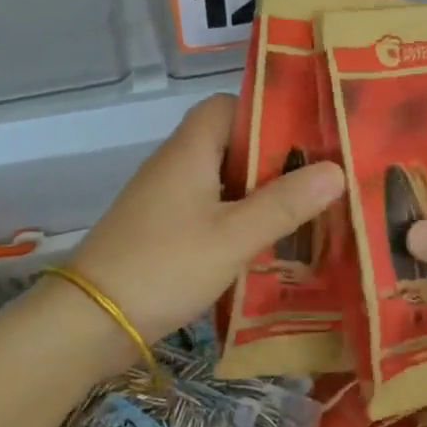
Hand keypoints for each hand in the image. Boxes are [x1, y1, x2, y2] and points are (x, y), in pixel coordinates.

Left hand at [71, 93, 344, 345]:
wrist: (90, 320)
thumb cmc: (166, 265)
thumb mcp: (234, 236)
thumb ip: (285, 204)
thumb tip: (336, 169)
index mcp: (190, 150)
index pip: (226, 106)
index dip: (265, 111)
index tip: (306, 134)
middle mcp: (174, 165)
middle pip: (228, 143)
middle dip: (272, 158)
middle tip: (318, 178)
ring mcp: (163, 199)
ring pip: (220, 181)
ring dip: (256, 193)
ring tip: (304, 211)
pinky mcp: (159, 230)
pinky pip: (206, 210)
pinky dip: (235, 219)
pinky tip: (263, 244)